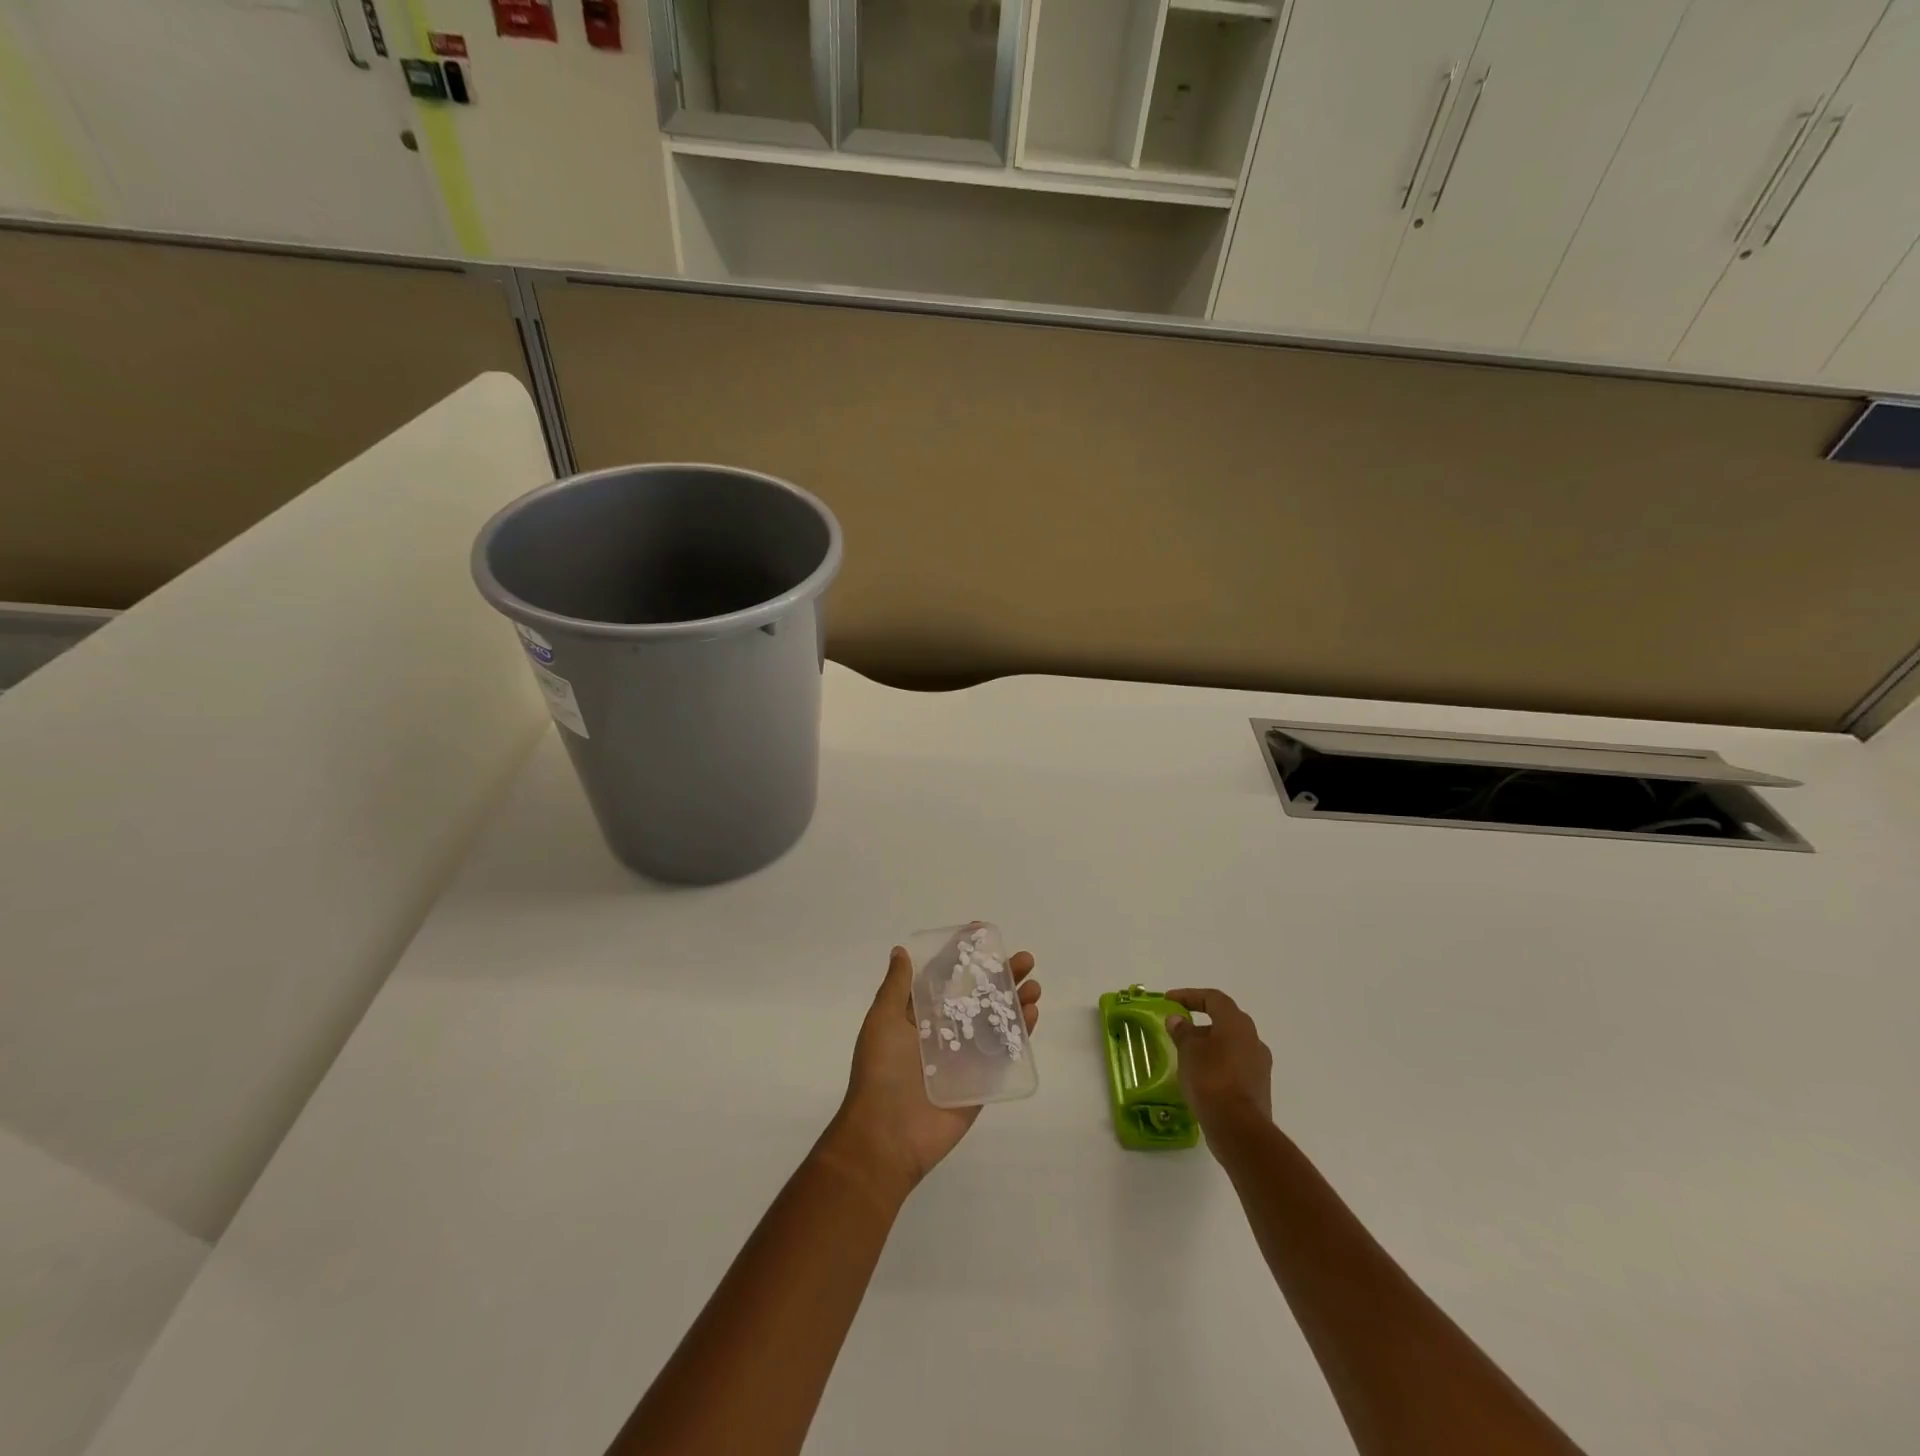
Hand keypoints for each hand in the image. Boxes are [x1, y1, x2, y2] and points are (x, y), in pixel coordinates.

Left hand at [826, 940, 1040, 1201]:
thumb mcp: (882, 1020)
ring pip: (996, 1022)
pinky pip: (1004, 1054)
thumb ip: (897, 987)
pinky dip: (1021, 1034)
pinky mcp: (982, 1081)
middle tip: (1023, 959)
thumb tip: (901, 951)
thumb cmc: (881, 1072)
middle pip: (978, 996)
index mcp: (919, 1016)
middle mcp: (945, 1032)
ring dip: (1016, 1001)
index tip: (984, 933)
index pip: (946, 978)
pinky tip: (1032, 1015)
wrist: (887, 1135)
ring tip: (1033, 986)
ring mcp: (965, 1056)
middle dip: (1001, 975)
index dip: (964, 956)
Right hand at [1165, 987, 1272, 1131]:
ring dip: (1210, 1045)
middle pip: (1225, 1021)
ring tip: (1187, 1055)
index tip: (1169, 1000)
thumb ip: (1182, 1031)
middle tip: (1179, 1029)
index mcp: (1237, 1023)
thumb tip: (1178, 1020)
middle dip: (1201, 1022)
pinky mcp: (1259, 1088)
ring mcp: (1259, 1065)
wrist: (1239, 1129)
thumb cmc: (1210, 1079)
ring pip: (1232, 1045)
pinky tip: (1201, 1077)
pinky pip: (1235, 1066)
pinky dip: (1218, 1065)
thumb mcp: (1188, 1050)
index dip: (1189, 996)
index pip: (1213, 998)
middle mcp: (1253, 1039)